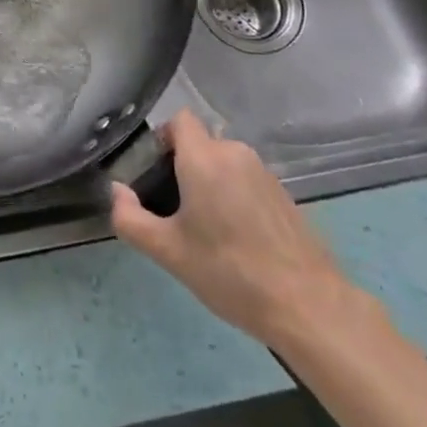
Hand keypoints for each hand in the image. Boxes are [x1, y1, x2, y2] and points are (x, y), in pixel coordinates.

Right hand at [109, 111, 373, 349]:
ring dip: (210, 184)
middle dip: (183, 169)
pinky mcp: (284, 195)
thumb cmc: (230, 272)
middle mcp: (235, 153)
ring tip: (206, 231)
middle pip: (200, 144)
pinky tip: (237, 240)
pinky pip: (246, 181)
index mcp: (204, 157)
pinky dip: (234, 198)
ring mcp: (264, 173)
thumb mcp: (168, 252)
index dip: (163, 139)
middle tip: (174, 212)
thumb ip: (130, 218)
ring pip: (224, 164)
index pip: (179, 120)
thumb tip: (117, 191)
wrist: (309, 306)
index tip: (154, 174)